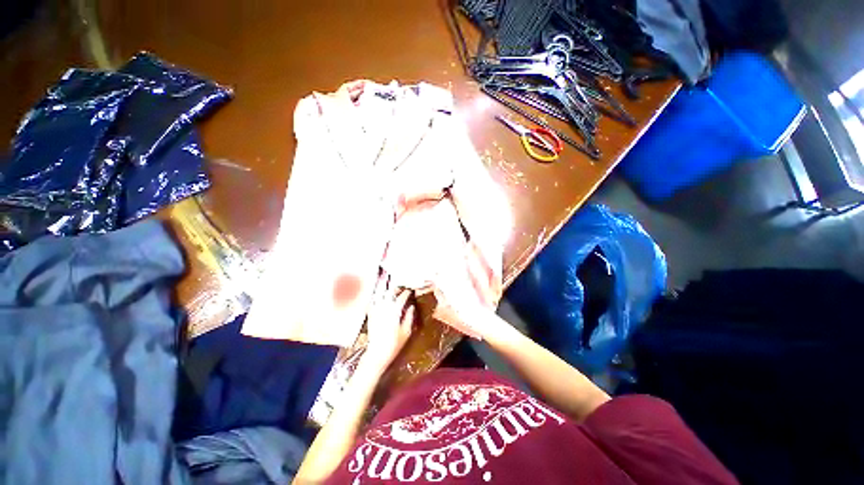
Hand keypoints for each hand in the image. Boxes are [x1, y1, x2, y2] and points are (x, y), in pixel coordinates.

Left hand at [363, 275, 414, 370]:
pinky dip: (374, 294)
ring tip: (384, 277)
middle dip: (393, 284)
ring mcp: (375, 311)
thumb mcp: (406, 332)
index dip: (406, 293)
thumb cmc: (394, 344)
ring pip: (379, 294)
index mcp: (394, 312)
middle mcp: (384, 308)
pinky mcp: (370, 315)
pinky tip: (375, 290)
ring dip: (382, 285)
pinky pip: (372, 301)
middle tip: (396, 278)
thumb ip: (409, 317)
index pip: (401, 298)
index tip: (410, 290)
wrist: (376, 354)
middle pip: (389, 292)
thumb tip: (411, 306)